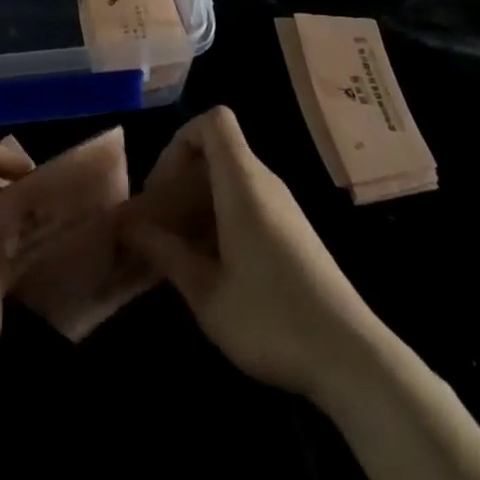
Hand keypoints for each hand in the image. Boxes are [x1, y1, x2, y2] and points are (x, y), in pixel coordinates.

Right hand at [120, 106, 375, 401]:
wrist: (351, 358)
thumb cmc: (271, 320)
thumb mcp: (206, 293)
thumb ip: (165, 253)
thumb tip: (128, 229)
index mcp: (243, 183)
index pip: (213, 121)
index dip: (180, 140)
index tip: (160, 187)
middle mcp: (264, 183)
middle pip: (216, 151)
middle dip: (179, 178)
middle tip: (156, 224)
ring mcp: (282, 207)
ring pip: (229, 179)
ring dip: (196, 202)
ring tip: (174, 249)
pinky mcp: (292, 231)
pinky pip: (245, 202)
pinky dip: (218, 218)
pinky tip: (208, 265)